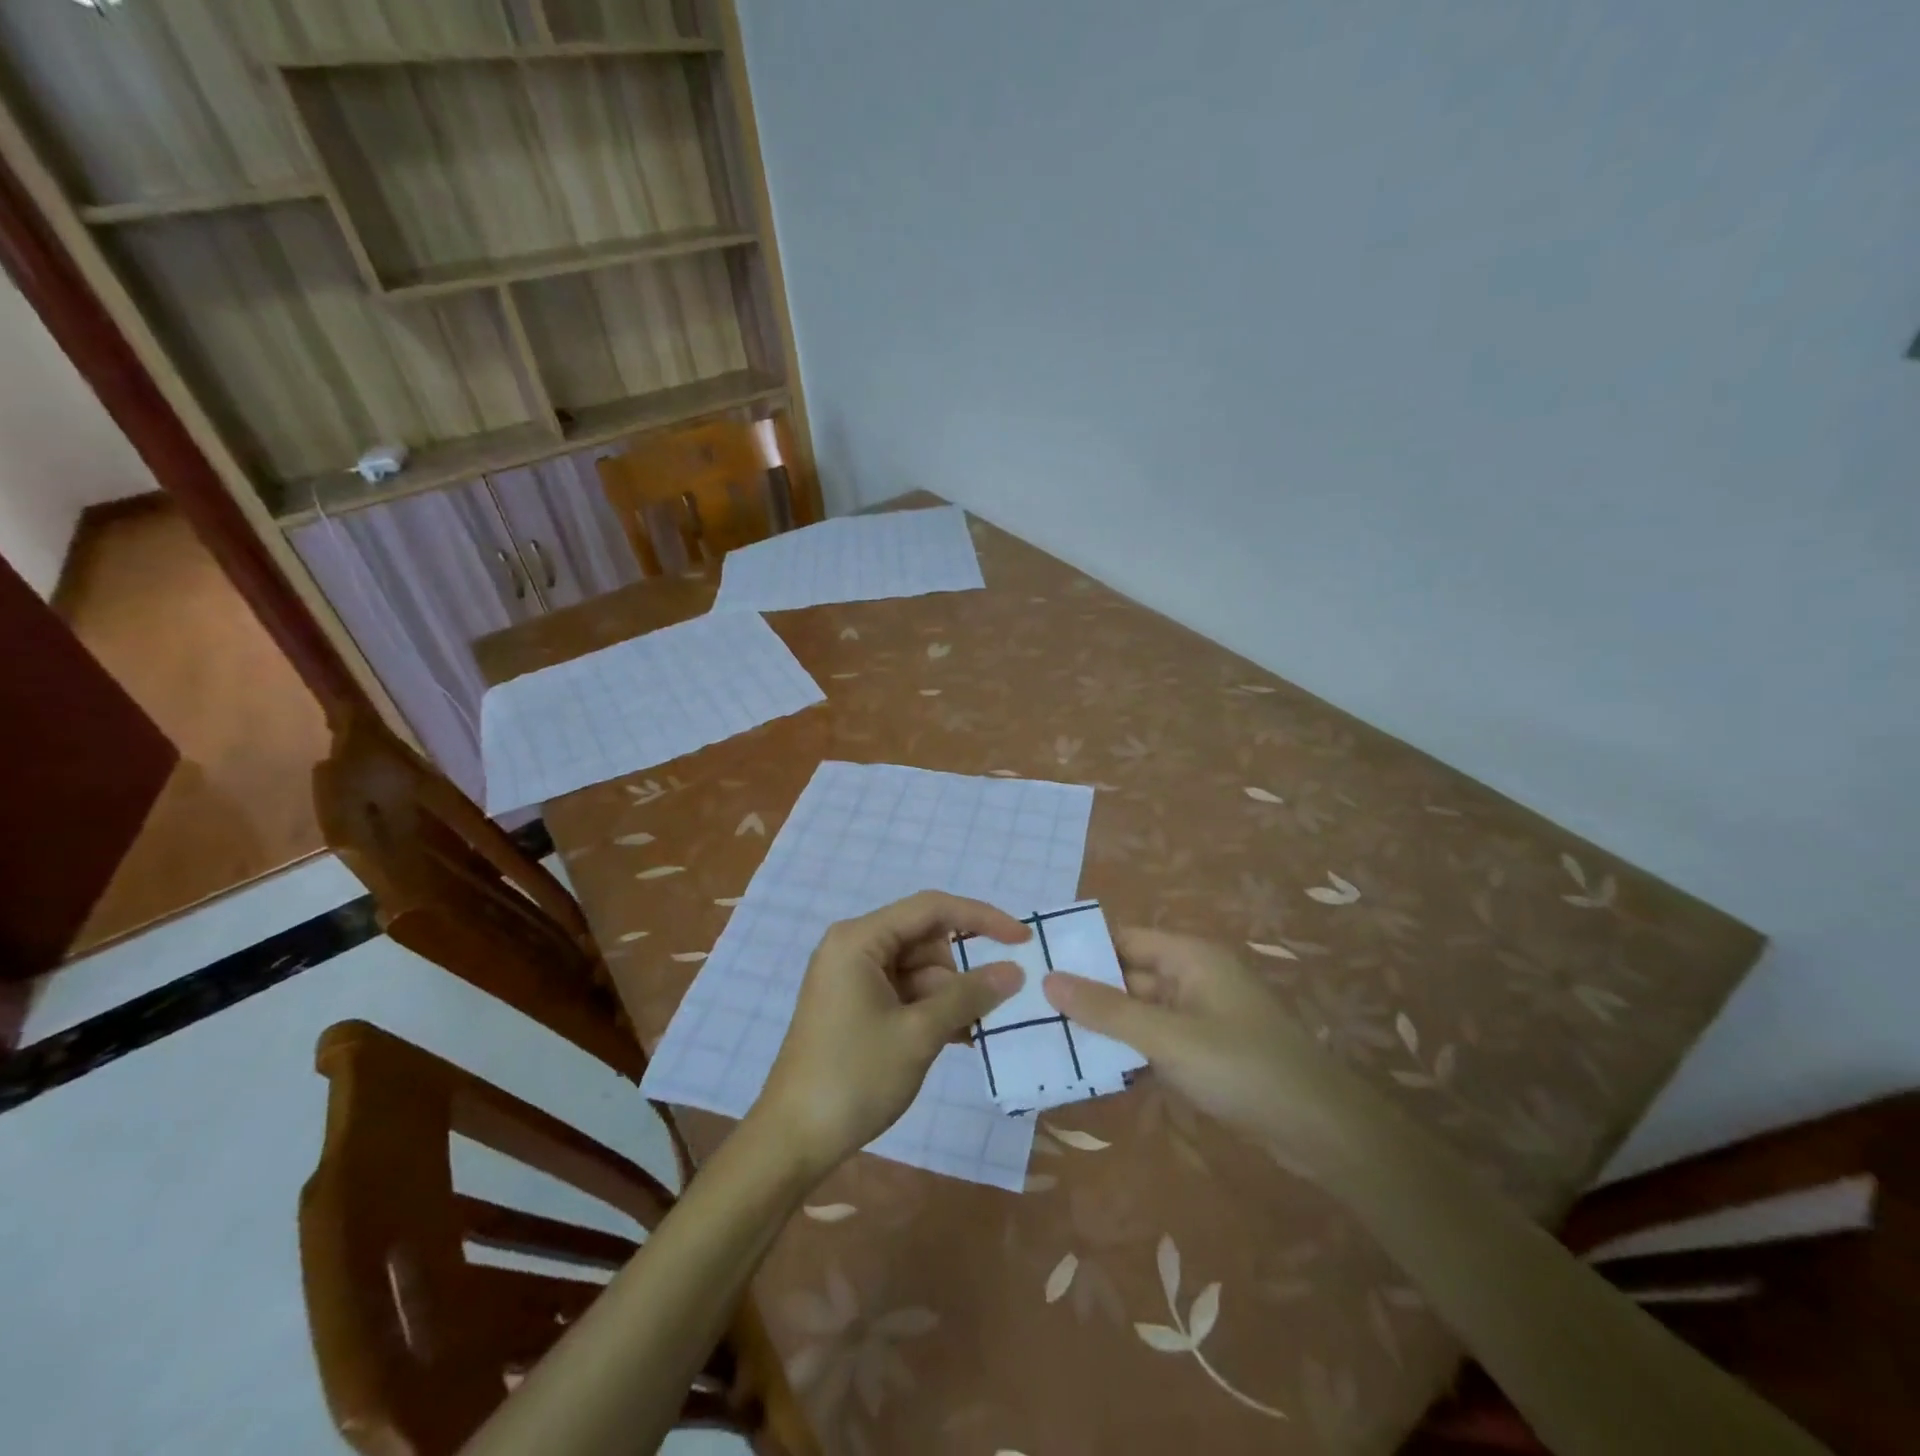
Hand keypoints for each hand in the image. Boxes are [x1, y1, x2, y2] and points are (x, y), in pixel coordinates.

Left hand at [750, 891, 1026, 1181]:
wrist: (793, 1141)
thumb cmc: (854, 1077)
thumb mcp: (919, 1034)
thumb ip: (969, 995)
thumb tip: (1015, 971)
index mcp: (860, 939)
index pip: (932, 908)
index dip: (981, 918)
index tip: (1022, 939)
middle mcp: (854, 948)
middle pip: (926, 940)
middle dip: (961, 972)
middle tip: (991, 1008)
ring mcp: (853, 978)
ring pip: (920, 970)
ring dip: (950, 997)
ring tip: (975, 1033)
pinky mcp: (856, 1006)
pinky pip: (906, 993)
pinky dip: (932, 1011)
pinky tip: (960, 1039)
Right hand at [1043, 930, 1375, 1174]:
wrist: (1321, 1130)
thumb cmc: (1241, 1066)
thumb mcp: (1166, 1037)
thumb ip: (1107, 1009)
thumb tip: (1049, 979)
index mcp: (1188, 957)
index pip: (1122, 939)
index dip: (1082, 950)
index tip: (1036, 965)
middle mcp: (1192, 978)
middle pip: (1128, 976)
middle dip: (1087, 992)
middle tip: (1032, 1008)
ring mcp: (1200, 1017)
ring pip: (1139, 1012)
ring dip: (1105, 1026)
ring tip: (1050, 1039)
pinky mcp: (1205, 1052)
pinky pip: (1155, 1041)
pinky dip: (1129, 1052)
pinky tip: (1093, 1070)